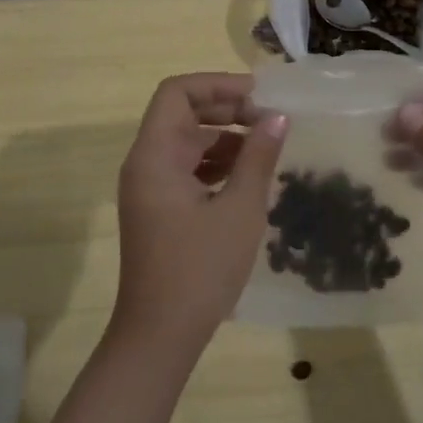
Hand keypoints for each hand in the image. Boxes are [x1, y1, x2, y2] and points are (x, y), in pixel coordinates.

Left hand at [111, 74, 286, 359]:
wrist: (159, 338)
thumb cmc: (200, 269)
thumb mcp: (240, 209)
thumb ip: (258, 157)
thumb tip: (277, 117)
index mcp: (154, 155)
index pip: (177, 92)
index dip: (217, 84)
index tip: (258, 95)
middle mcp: (145, 163)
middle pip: (182, 113)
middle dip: (226, 109)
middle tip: (269, 119)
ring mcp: (149, 188)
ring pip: (186, 141)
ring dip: (224, 137)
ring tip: (266, 147)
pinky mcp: (158, 209)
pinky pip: (186, 168)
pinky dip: (215, 163)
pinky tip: (247, 176)